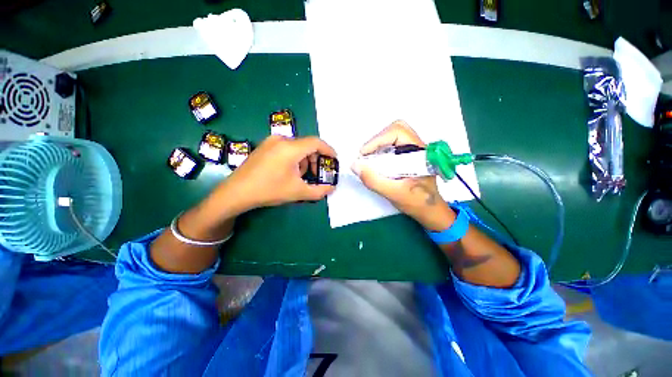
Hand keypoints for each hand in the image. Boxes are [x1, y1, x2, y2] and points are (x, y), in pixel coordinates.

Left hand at [218, 135, 336, 211]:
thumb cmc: (269, 191)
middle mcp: (281, 140)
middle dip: (315, 160)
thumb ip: (319, 191)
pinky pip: (286, 148)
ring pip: (297, 147)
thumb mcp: (298, 192)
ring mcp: (271, 142)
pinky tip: (289, 172)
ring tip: (301, 177)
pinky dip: (294, 159)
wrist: (236, 192)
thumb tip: (332, 188)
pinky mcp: (265, 146)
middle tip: (317, 175)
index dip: (328, 150)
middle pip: (307, 145)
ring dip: (304, 161)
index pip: (316, 143)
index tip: (334, 160)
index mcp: (290, 148)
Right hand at [352, 121, 454, 230]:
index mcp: (420, 152)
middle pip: (395, 129)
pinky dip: (380, 150)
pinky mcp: (408, 156)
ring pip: (393, 136)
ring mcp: (413, 150)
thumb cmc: (417, 202)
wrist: (430, 211)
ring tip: (368, 159)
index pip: (398, 132)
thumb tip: (355, 165)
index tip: (363, 154)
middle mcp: (418, 147)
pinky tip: (376, 163)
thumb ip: (374, 180)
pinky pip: (392, 145)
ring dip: (378, 145)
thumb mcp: (393, 193)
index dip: (377, 140)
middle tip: (366, 155)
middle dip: (377, 140)